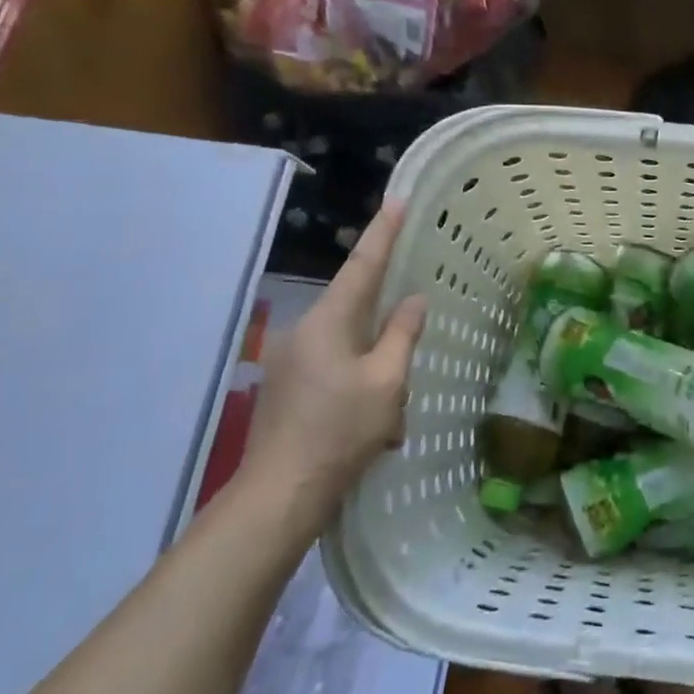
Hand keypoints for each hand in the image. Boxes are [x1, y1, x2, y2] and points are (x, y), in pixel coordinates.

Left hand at [242, 202, 426, 531]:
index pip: (363, 265)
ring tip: (390, 422)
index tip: (399, 201)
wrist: (280, 492)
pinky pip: (335, 372)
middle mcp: (303, 331)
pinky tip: (371, 431)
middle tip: (407, 373)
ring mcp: (289, 359)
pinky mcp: (286, 386)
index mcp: (328, 321)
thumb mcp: (387, 382)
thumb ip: (402, 335)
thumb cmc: (341, 432)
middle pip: (358, 314)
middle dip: (388, 338)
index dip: (384, 233)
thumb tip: (413, 300)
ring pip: (350, 350)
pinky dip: (359, 391)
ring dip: (376, 375)